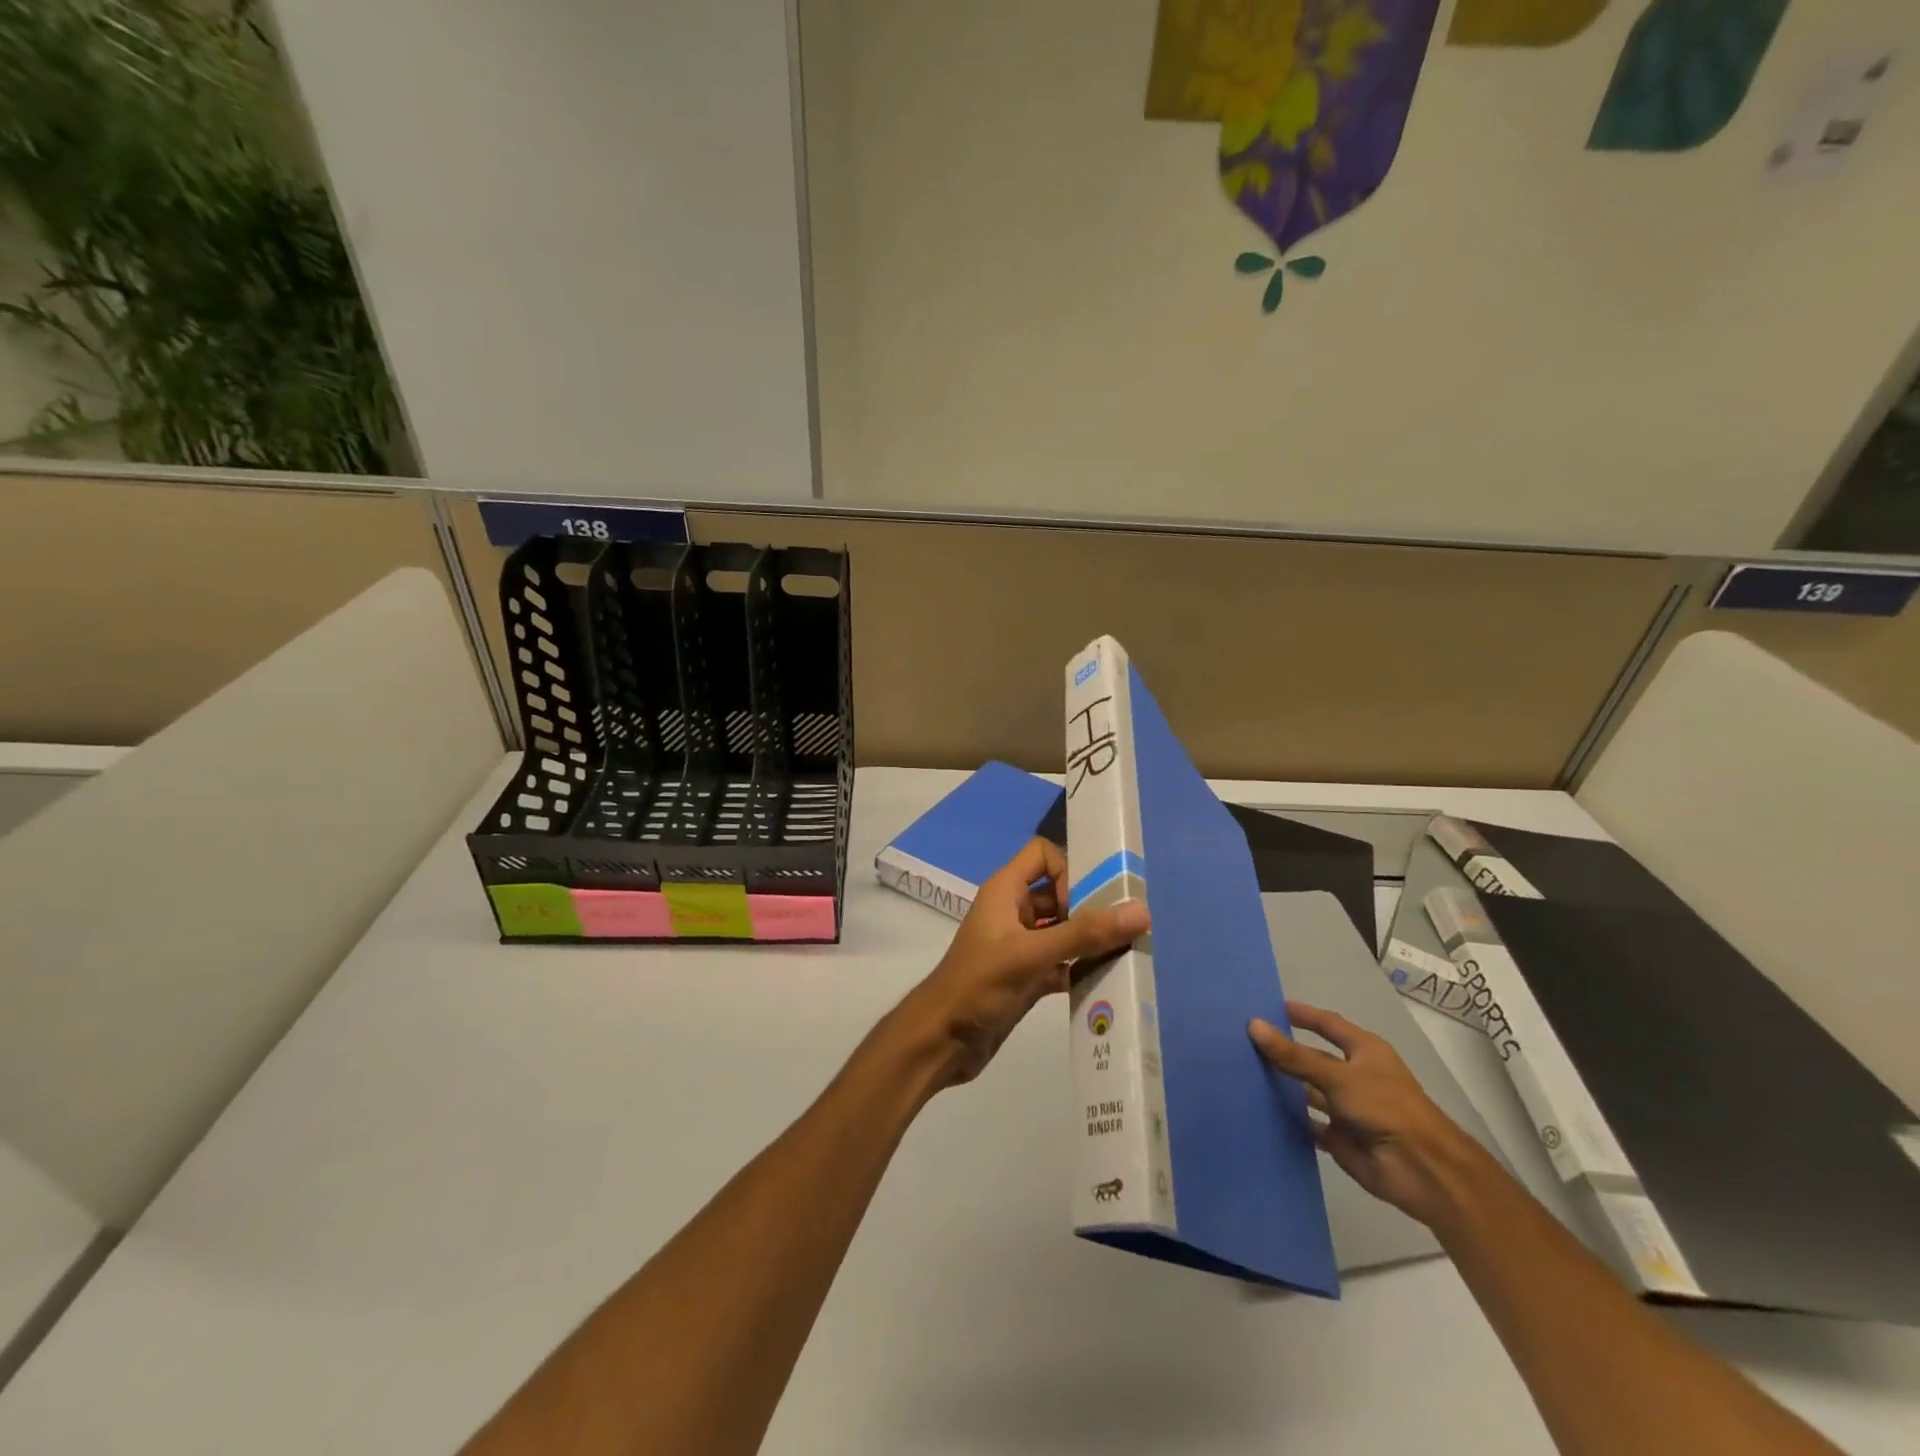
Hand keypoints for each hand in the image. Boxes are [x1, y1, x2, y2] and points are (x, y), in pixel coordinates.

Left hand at [898, 838, 1148, 1088]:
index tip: (1087, 902)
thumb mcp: (1031, 955)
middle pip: (1059, 893)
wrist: (941, 1041)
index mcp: (1006, 891)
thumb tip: (1141, 911)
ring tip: (1125, 955)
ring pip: (1064, 930)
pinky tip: (1106, 984)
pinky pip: (1063, 963)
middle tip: (1125, 929)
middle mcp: (1013, 912)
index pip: (1043, 854)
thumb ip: (1084, 934)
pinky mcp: (1027, 977)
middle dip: (1091, 907)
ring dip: (1091, 941)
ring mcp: (1020, 946)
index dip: (1069, 870)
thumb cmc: (978, 985)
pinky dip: (1082, 969)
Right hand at [1250, 1001, 1488, 1228]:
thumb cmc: (1385, 1108)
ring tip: (1242, 1073)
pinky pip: (1307, 1123)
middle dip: (1284, 1051)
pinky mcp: (1339, 1137)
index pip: (1327, 1025)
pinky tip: (1258, 1109)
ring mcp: (1347, 1108)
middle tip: (1243, 1041)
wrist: (1422, 1170)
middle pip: (1312, 1058)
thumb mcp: (1337, 1076)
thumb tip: (1253, 1025)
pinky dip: (1288, 1118)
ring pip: (1307, 1091)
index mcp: (1364, 1051)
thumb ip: (1294, 1055)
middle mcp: (1355, 1076)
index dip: (1302, 1015)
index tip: (1269, 1006)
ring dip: (1282, 1085)